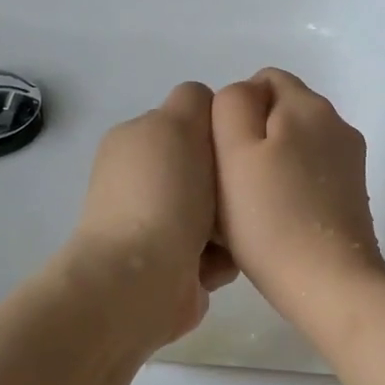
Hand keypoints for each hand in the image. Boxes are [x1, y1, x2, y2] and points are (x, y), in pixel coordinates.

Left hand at [68, 82, 236, 348]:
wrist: (141, 281)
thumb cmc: (163, 195)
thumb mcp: (177, 124)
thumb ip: (196, 102)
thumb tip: (208, 110)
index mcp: (137, 142)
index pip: (191, 122)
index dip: (220, 130)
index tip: (242, 145)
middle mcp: (143, 182)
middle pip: (209, 170)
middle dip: (231, 182)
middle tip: (247, 193)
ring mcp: (156, 227)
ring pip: (218, 214)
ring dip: (232, 224)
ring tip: (238, 233)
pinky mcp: (173, 268)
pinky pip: (216, 253)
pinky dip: (223, 258)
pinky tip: (223, 264)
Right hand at [211, 69, 384, 331]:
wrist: (329, 283)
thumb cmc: (270, 218)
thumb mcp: (234, 151)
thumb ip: (232, 105)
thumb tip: (244, 95)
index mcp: (308, 106)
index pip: (264, 81)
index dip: (234, 111)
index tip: (221, 154)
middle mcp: (337, 124)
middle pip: (282, 113)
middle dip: (253, 138)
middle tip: (231, 184)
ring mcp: (350, 162)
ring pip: (297, 146)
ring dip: (272, 165)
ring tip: (253, 206)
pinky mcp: (354, 195)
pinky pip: (312, 175)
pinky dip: (292, 187)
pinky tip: (279, 220)